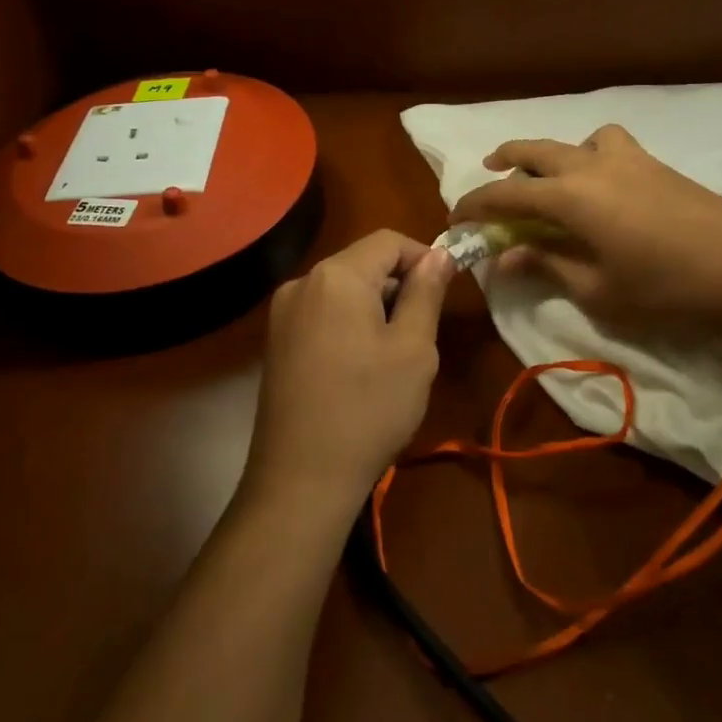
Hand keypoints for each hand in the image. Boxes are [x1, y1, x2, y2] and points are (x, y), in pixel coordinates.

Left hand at [244, 230, 454, 516]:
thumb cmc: (369, 408)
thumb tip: (439, 256)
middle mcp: (301, 283)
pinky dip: (350, 323)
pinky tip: (362, 367)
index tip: (446, 291)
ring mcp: (283, 314)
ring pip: (343, 290)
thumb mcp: (414, 349)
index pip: (388, 241)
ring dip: (376, 306)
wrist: (301, 480)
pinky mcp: (276, 342)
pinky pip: (323, 313)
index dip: (423, 257)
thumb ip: (426, 293)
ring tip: (395, 354)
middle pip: (362, 263)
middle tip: (424, 331)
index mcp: (336, 276)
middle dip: (399, 285)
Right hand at [449, 124, 721, 320]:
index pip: (506, 194)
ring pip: (577, 140)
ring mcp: (628, 159)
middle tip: (487, 172)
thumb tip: (505, 256)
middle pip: (535, 150)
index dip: (475, 205)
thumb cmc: (664, 287)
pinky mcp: (656, 165)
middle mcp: (591, 166)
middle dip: (505, 159)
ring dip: (554, 153)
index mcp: (570, 196)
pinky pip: (610, 145)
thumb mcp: (596, 288)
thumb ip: (547, 265)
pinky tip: (604, 185)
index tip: (455, 218)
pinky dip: (592, 154)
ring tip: (553, 177)